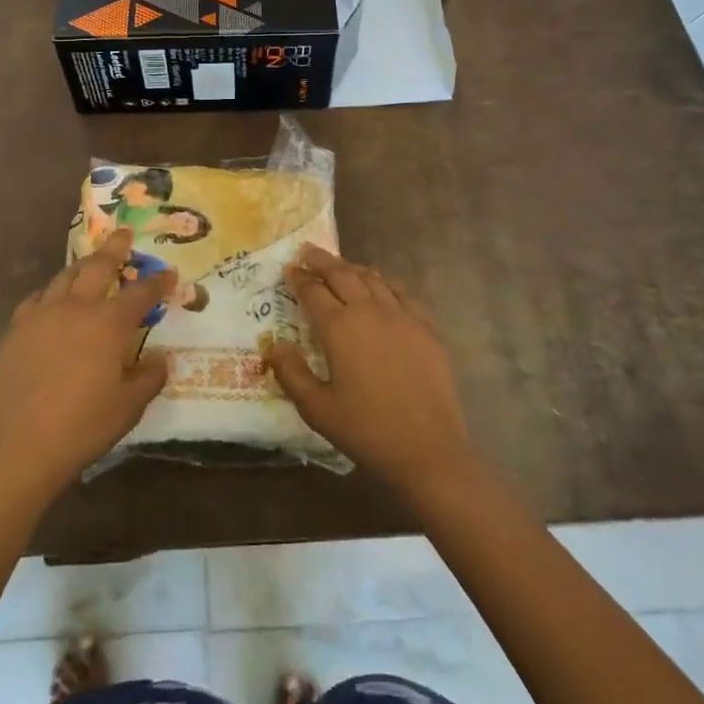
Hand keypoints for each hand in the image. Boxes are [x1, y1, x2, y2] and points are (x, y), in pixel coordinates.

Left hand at [0, 230, 172, 496]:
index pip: (141, 293)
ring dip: (81, 266)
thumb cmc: (82, 426)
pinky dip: (50, 294)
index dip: (158, 282)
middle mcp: (76, 308)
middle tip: (123, 233)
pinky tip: (51, 302)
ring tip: (89, 263)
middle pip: (98, 266)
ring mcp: (41, 315)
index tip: (169, 274)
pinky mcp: (15, 330)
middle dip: (115, 247)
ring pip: (64, 277)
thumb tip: (160, 358)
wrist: (18, 447)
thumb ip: (149, 377)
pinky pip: (36, 299)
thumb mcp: (129, 407)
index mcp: (109, 324)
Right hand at [267, 246, 477, 494]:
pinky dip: (384, 282)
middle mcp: (369, 311)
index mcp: (339, 328)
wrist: (428, 450)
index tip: (288, 269)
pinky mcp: (426, 327)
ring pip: (372, 278)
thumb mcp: (317, 409)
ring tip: (339, 265)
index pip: (313, 291)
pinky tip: (380, 285)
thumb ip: (291, 373)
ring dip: (351, 268)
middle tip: (307, 252)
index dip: (298, 278)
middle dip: (321, 261)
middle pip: (342, 274)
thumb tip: (275, 345)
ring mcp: (401, 316)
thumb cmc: (366, 431)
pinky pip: (401, 292)